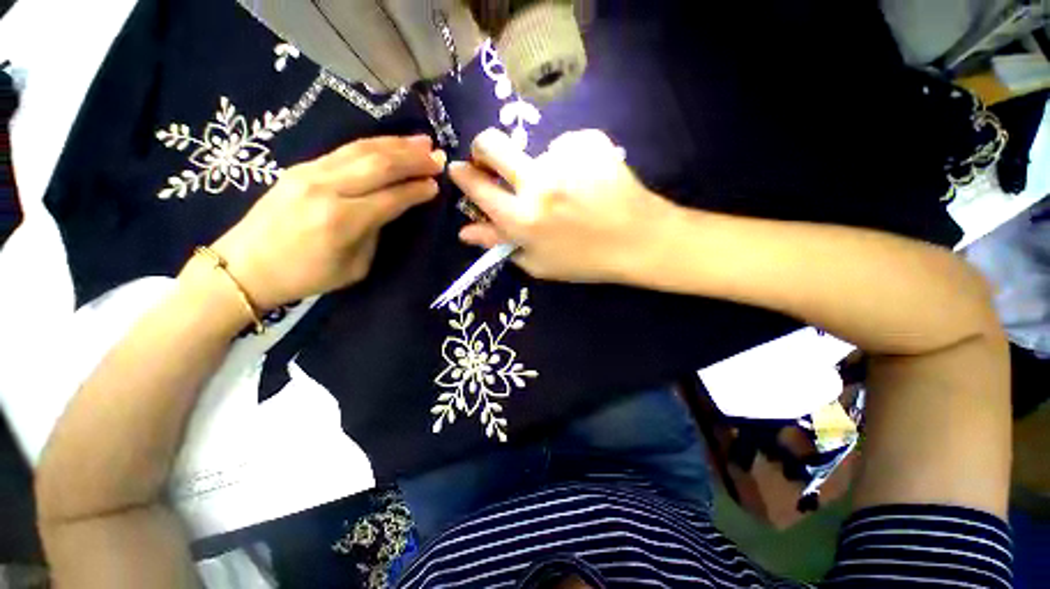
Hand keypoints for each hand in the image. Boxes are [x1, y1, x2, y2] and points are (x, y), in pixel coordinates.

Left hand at [210, 135, 444, 309]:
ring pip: (363, 150)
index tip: (437, 184)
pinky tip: (390, 143)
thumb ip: (375, 233)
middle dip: (414, 159)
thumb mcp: (355, 267)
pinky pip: (345, 150)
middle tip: (438, 157)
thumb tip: (391, 208)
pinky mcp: (301, 167)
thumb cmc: (306, 276)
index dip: (418, 189)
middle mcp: (328, 190)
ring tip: (422, 142)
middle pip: (380, 165)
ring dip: (397, 145)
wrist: (244, 266)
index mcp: (343, 221)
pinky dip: (374, 144)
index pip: (392, 197)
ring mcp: (310, 173)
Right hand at [449, 128, 679, 282]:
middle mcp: (537, 183)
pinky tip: (587, 180)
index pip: (477, 187)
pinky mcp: (589, 142)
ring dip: (541, 167)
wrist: (638, 240)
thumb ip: (499, 243)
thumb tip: (465, 231)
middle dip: (483, 149)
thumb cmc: (584, 260)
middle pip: (491, 144)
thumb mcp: (538, 263)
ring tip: (568, 190)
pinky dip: (569, 160)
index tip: (459, 169)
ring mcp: (564, 158)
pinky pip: (565, 145)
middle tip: (492, 161)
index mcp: (522, 219)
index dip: (463, 175)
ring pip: (535, 150)